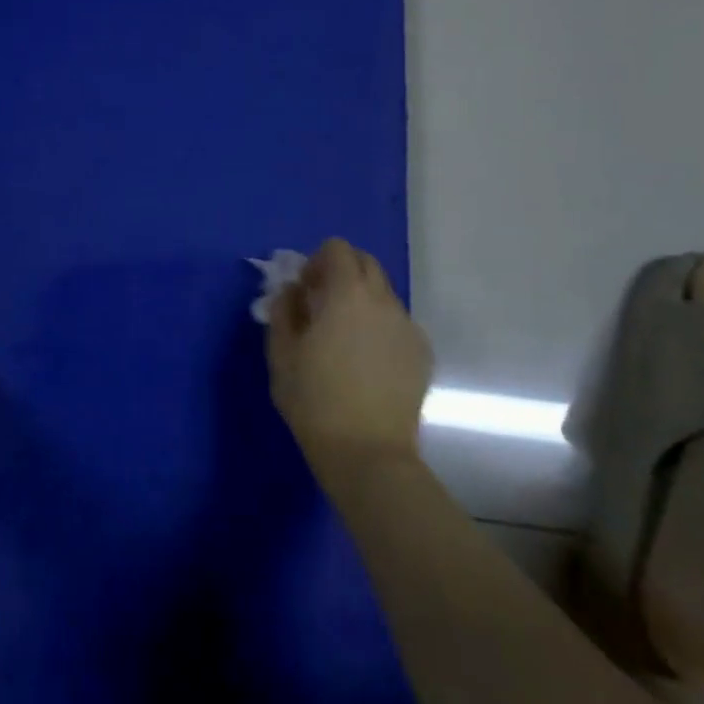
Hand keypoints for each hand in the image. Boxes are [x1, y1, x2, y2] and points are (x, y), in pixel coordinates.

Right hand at [266, 239, 432, 469]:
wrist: (368, 454)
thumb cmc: (314, 401)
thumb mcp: (281, 354)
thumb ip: (283, 311)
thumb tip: (291, 292)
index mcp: (347, 294)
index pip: (338, 249)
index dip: (317, 261)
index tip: (303, 289)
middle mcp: (384, 301)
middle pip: (366, 264)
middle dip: (341, 273)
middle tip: (320, 305)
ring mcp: (408, 327)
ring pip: (383, 295)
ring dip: (361, 300)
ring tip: (343, 338)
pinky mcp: (422, 353)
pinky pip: (397, 323)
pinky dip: (379, 327)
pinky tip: (365, 361)